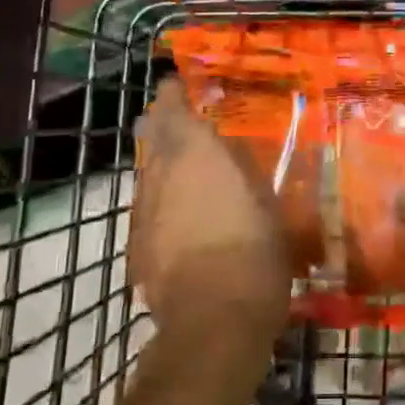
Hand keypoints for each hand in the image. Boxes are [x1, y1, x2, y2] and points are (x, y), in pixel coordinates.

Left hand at [130, 78, 291, 340]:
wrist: (211, 320)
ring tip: (186, 165)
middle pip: (152, 135)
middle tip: (183, 119)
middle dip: (164, 123)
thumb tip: (229, 151)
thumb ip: (243, 168)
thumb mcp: (266, 201)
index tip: (180, 84)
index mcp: (195, 153)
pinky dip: (162, 198)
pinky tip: (181, 213)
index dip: (174, 93)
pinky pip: (149, 205)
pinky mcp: (138, 243)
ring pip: (148, 170)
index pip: (173, 108)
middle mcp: (161, 173)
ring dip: (163, 161)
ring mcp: (144, 209)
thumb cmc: (253, 251)